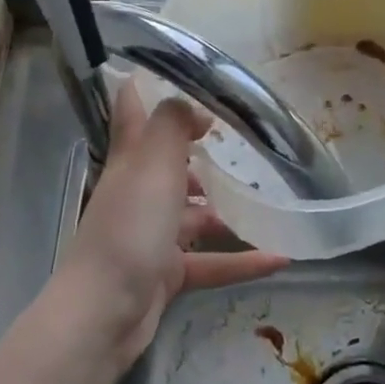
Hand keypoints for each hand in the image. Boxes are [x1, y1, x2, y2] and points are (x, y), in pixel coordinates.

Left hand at [58, 82, 290, 371]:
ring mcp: (151, 236)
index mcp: (131, 161)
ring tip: (269, 201)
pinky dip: (242, 260)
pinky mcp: (165, 274)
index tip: (178, 70)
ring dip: (227, 210)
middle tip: (243, 142)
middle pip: (169, 165)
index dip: (146, 86)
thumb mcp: (153, 165)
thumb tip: (194, 106)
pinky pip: (210, 261)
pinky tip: (280, 257)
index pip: (133, 111)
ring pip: (194, 216)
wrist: (104, 313)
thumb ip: (172, 125)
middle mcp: (139, 193)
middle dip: (200, 153)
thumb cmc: (129, 228)